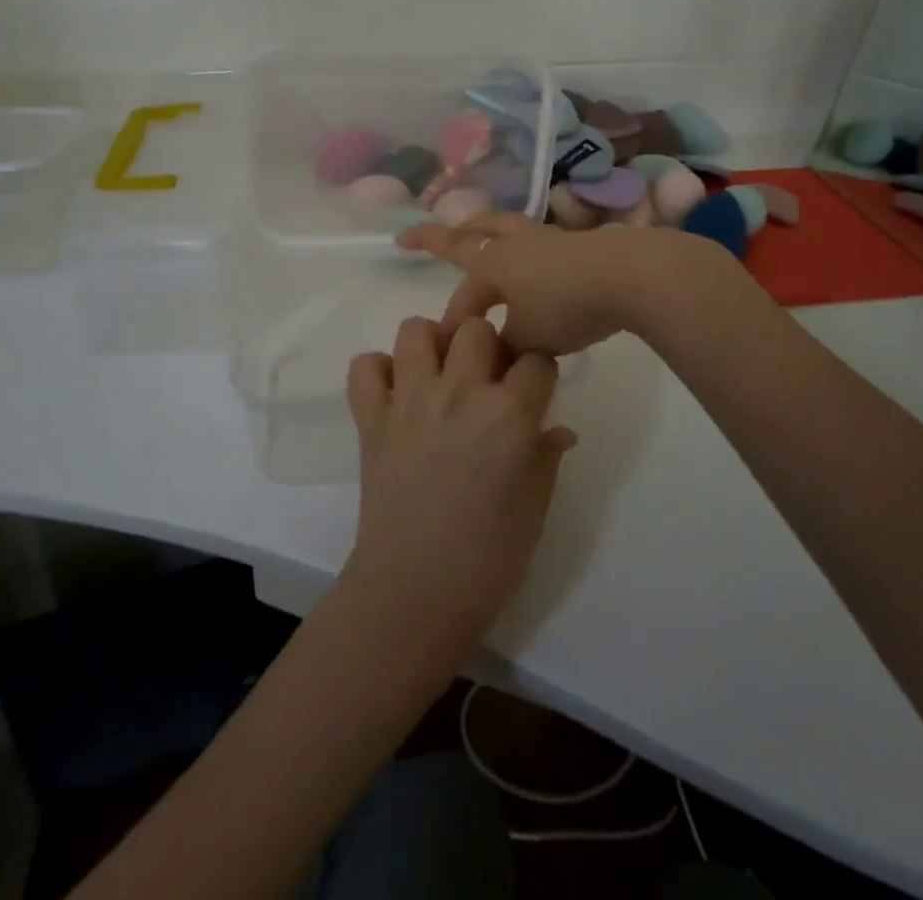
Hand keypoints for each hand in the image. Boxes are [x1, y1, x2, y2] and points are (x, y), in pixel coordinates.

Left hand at [342, 316, 574, 657]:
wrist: (415, 592)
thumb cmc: (488, 559)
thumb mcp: (535, 509)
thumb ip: (546, 457)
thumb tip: (557, 430)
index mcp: (510, 415)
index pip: (536, 358)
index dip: (538, 370)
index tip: (533, 388)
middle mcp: (460, 393)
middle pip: (476, 328)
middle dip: (487, 345)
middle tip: (485, 378)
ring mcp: (410, 401)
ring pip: (416, 330)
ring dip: (431, 345)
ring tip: (438, 375)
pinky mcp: (371, 418)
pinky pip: (365, 367)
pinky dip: (378, 372)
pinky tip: (395, 395)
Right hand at [397, 213, 664, 354]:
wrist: (628, 276)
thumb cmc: (568, 306)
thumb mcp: (529, 339)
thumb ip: (505, 349)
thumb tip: (497, 356)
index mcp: (492, 265)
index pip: (463, 299)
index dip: (453, 325)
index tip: (449, 351)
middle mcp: (512, 245)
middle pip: (466, 235)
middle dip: (434, 238)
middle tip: (409, 237)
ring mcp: (543, 238)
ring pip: (501, 225)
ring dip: (479, 226)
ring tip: (470, 226)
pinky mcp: (572, 241)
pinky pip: (531, 238)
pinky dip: (517, 243)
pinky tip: (526, 254)